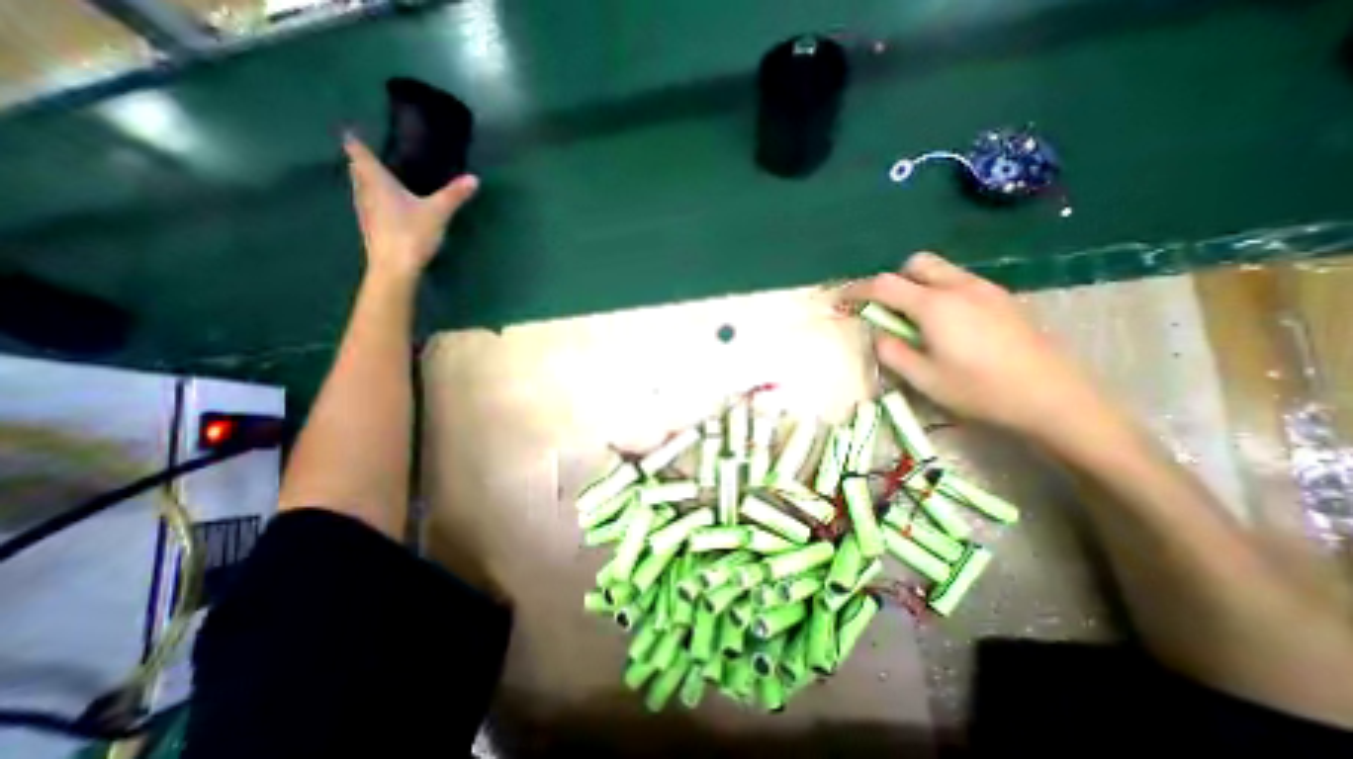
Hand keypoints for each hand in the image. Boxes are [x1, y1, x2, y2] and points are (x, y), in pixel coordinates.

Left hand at [345, 130, 478, 282]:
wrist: (394, 267)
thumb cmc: (411, 232)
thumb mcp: (438, 212)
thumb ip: (454, 195)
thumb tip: (474, 178)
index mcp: (377, 181)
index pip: (358, 153)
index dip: (355, 141)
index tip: (352, 131)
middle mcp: (365, 192)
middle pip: (357, 171)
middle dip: (361, 163)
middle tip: (370, 157)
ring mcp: (365, 212)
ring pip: (361, 190)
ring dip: (367, 183)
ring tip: (379, 181)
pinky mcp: (371, 229)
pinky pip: (369, 207)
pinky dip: (375, 202)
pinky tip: (387, 209)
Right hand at [842, 255, 1121, 443]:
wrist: (1053, 398)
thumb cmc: (980, 390)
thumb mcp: (923, 378)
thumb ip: (891, 351)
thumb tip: (879, 334)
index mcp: (935, 305)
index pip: (884, 285)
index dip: (857, 290)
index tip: (842, 300)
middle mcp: (960, 287)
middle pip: (917, 263)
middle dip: (894, 280)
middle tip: (887, 310)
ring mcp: (986, 289)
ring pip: (941, 270)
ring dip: (918, 285)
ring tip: (916, 320)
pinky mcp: (1003, 299)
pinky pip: (960, 282)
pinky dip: (941, 292)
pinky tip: (948, 324)